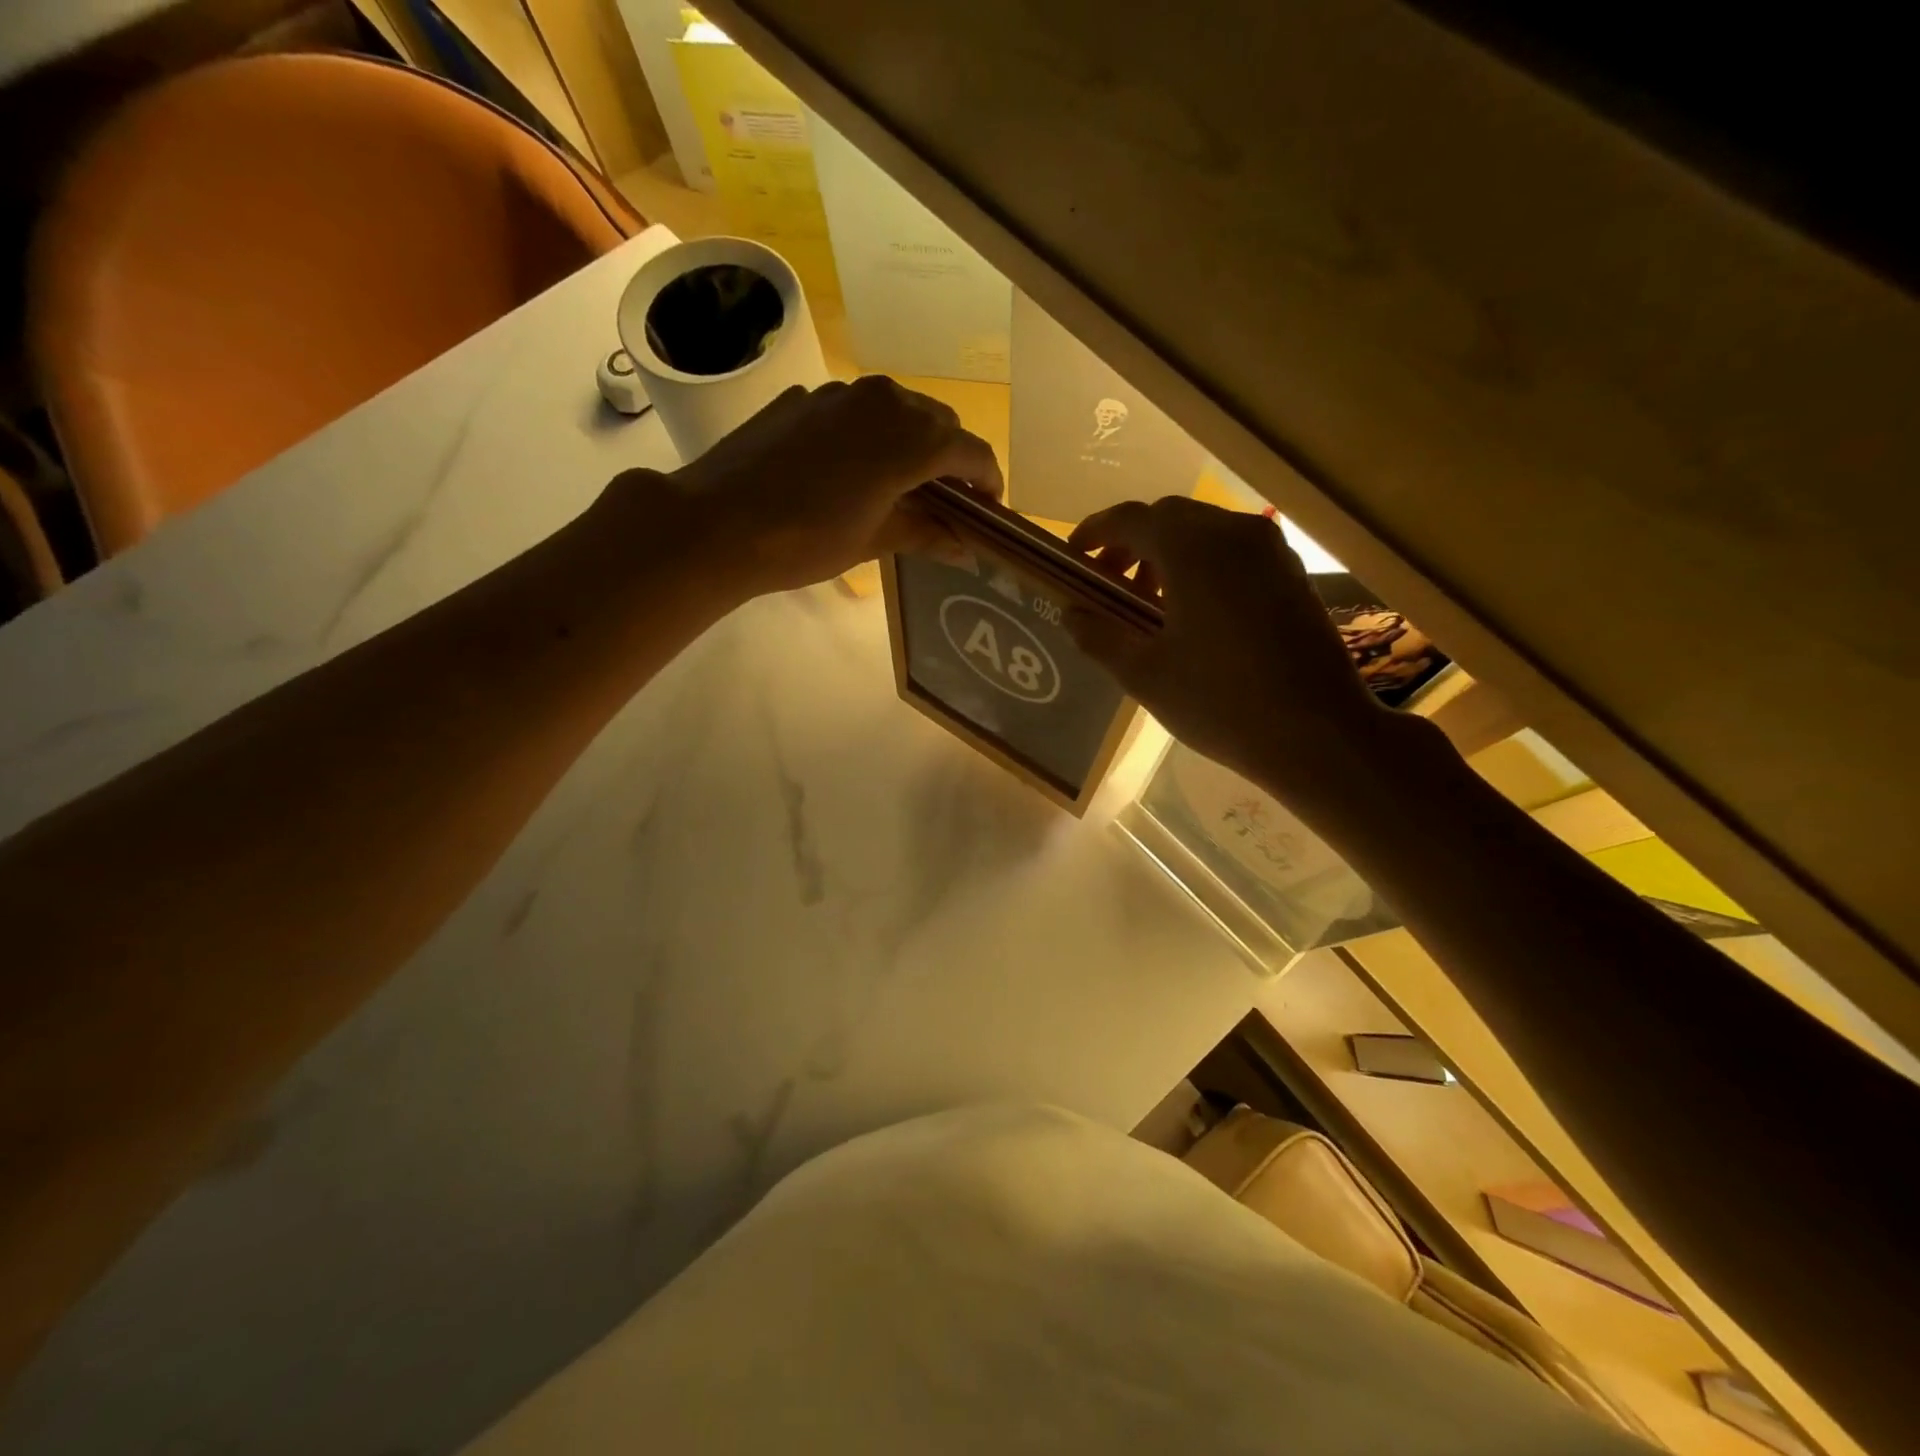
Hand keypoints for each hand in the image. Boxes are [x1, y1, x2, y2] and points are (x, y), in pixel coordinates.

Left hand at [646, 376, 1002, 594]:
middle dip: (952, 459)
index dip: (988, 482)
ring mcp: (840, 393)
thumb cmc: (806, 540)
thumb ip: (927, 534)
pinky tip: (849, 471)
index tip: (989, 510)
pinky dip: (869, 436)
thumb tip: (966, 549)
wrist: (717, 523)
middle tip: (947, 501)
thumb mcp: (874, 540)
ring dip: (912, 442)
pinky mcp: (805, 399)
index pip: (971, 452)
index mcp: (911, 437)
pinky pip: (855, 412)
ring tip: (901, 484)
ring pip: (897, 410)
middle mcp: (883, 399)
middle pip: (939, 423)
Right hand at [1067, 497, 1427, 798]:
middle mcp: (1233, 533)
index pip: (1129, 519)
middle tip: (1108, 586)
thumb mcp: (1144, 674)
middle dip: (1129, 544)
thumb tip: (1071, 613)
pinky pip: (1233, 550)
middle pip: (1167, 518)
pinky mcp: (1291, 573)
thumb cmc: (1219, 702)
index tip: (1072, 559)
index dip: (1093, 534)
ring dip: (1165, 555)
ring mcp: (1270, 550)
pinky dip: (1200, 565)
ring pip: (1203, 531)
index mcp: (1192, 549)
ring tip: (1148, 604)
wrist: (1318, 733)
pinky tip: (1192, 613)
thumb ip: (1099, 635)